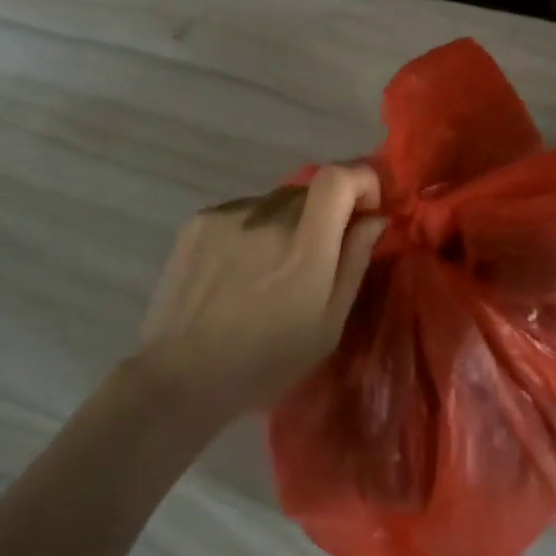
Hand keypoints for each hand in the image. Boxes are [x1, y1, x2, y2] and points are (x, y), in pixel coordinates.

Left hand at [135, 165, 386, 417]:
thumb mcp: (328, 325)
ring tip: (268, 268)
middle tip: (315, 254)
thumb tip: (374, 218)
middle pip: (310, 190)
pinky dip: (252, 228)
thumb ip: (354, 262)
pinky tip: (237, 269)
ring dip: (285, 222)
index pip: (338, 177)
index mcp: (305, 245)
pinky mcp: (199, 220)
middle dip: (324, 212)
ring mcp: (229, 215)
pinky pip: (242, 211)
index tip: (365, 208)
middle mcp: (267, 216)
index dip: (360, 179)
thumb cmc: (265, 362)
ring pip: (274, 201)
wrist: (181, 377)